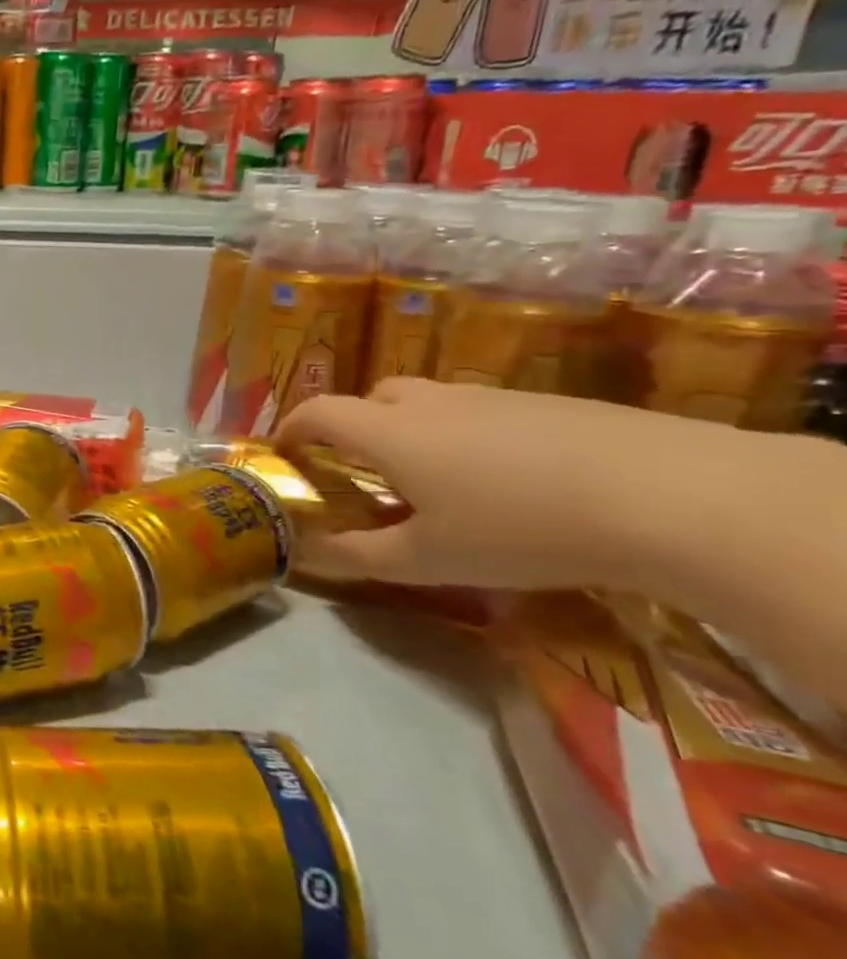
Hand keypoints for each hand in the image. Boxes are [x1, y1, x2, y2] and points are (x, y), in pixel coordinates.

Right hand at [270, 379, 781, 589]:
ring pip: (431, 403)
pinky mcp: (551, 403)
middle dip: (353, 426)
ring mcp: (494, 398)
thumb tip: (304, 553)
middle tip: (364, 471)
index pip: (318, 412)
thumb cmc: (521, 529)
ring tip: (439, 482)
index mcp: (390, 433)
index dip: (291, 427)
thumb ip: (356, 556)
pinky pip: (483, 412)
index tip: (285, 452)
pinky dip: (468, 436)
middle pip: (373, 398)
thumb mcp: (428, 560)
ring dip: (413, 431)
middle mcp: (432, 403)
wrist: (674, 496)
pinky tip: (510, 481)